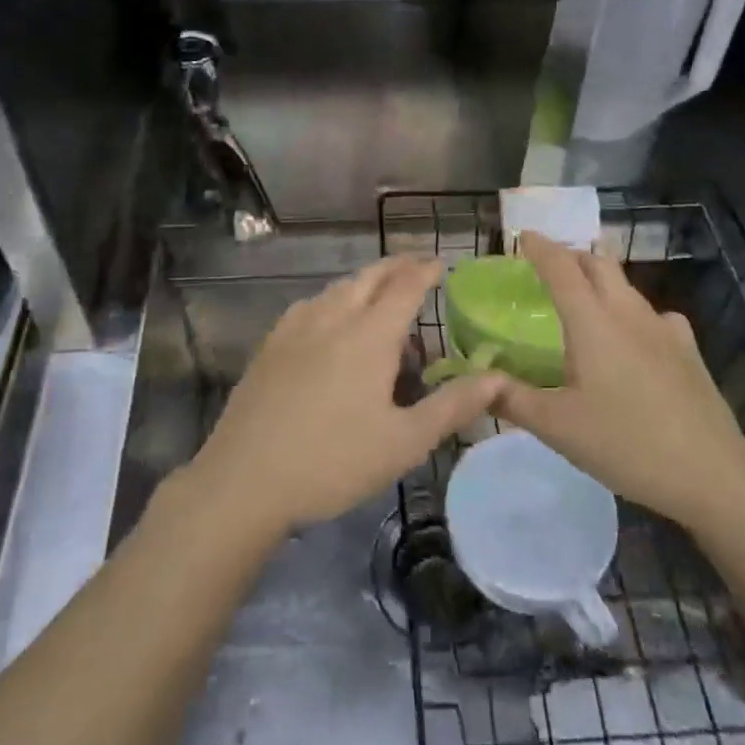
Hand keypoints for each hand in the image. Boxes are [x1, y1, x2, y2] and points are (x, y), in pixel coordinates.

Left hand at [187, 255, 504, 540]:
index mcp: (369, 335)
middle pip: (369, 277)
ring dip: (364, 283)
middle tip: (417, 268)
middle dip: (397, 267)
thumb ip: (453, 405)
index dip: (426, 271)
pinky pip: (310, 305)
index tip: (443, 263)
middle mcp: (332, 318)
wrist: (244, 481)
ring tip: (380, 297)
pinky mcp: (270, 344)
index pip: (405, 286)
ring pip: (337, 288)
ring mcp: (295, 328)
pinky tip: (330, 322)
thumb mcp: (404, 442)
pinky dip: (333, 300)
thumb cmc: (333, 462)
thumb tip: (499, 377)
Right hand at [494, 232, 744, 525]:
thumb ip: (512, 398)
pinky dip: (632, 313)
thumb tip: (477, 380)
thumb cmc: (625, 444)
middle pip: (599, 263)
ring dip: (601, 281)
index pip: (561, 268)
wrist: (710, 474)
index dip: (540, 247)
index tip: (523, 235)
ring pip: (627, 287)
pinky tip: (634, 340)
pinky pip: (654, 315)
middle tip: (549, 267)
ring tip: (584, 303)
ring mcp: (664, 329)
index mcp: (593, 322)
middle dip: (572, 256)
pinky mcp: (688, 349)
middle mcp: (629, 313)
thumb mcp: (557, 427)